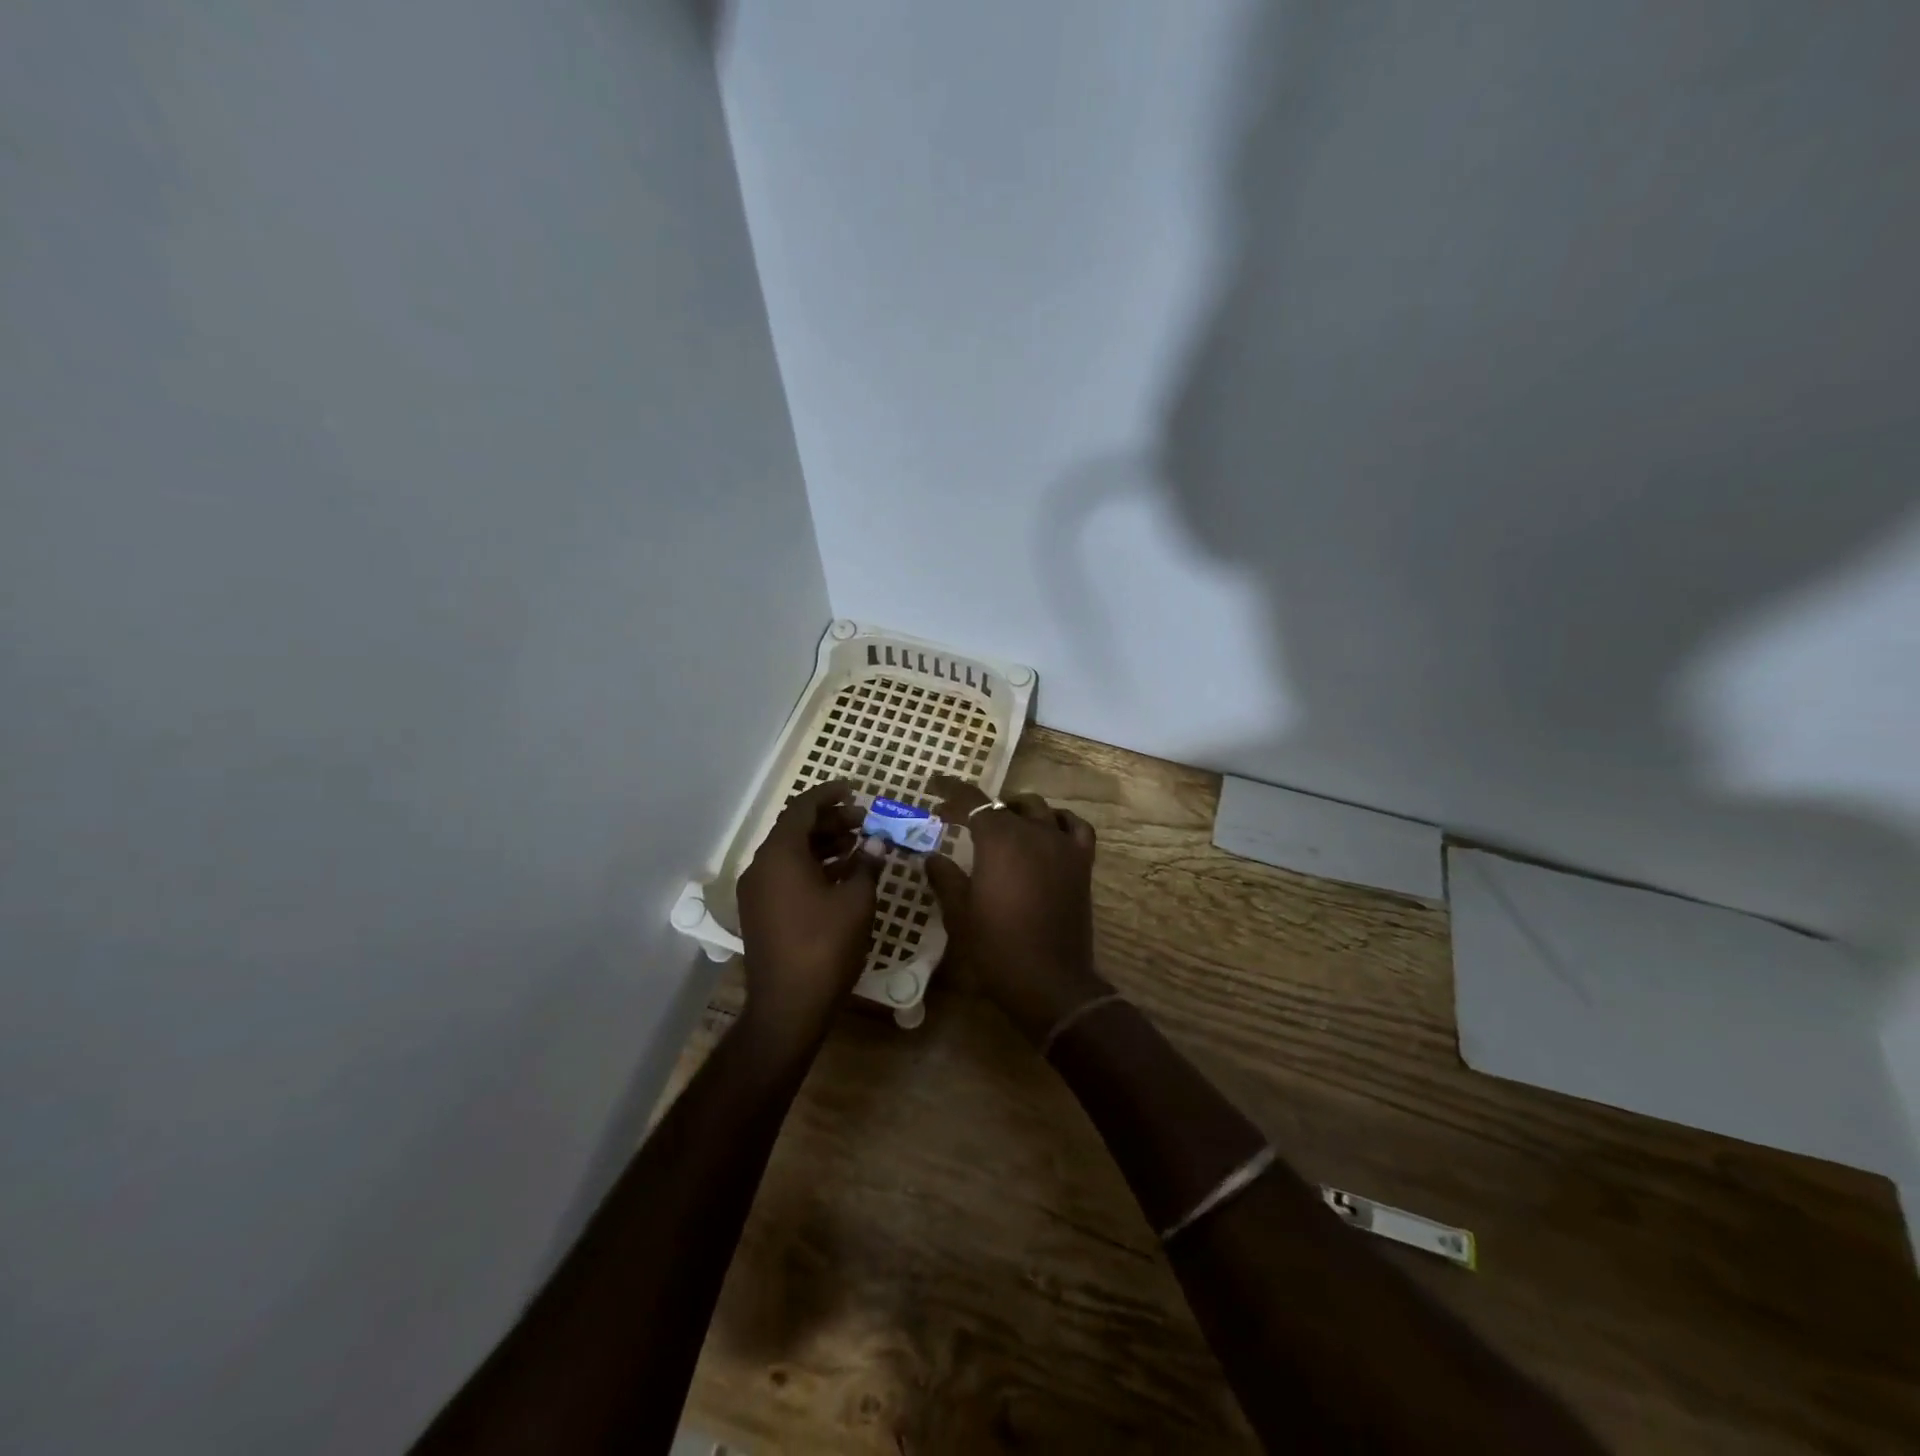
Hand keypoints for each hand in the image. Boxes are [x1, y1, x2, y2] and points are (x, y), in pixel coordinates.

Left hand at [736, 781, 880, 1051]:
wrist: (789, 1006)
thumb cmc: (825, 946)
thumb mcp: (856, 901)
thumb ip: (867, 864)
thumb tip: (876, 842)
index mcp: (780, 855)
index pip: (802, 808)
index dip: (829, 795)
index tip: (854, 790)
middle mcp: (762, 867)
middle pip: (796, 830)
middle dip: (831, 821)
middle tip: (865, 821)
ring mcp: (758, 891)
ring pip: (792, 853)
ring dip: (824, 845)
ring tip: (860, 846)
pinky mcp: (761, 912)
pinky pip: (787, 875)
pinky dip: (814, 867)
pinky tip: (844, 875)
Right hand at [925, 775, 1110, 1045]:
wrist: (1049, 981)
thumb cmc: (996, 947)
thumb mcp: (959, 913)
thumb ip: (945, 877)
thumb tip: (932, 856)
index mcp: (999, 839)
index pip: (972, 801)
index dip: (951, 792)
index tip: (935, 790)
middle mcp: (1033, 831)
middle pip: (1004, 803)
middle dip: (979, 807)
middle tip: (959, 820)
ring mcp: (1062, 845)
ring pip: (1039, 809)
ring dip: (1016, 809)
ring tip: (1002, 823)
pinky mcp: (1082, 863)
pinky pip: (1075, 827)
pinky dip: (1059, 821)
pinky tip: (1049, 830)